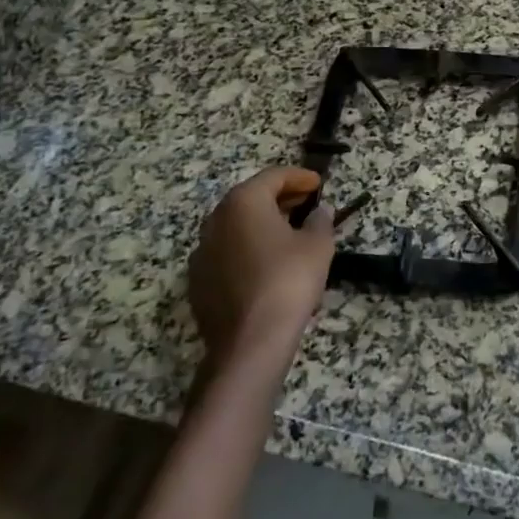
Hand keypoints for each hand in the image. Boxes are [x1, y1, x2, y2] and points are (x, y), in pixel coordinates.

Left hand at [189, 166, 334, 362]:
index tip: (318, 184)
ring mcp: (202, 253)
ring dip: (262, 224)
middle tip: (306, 205)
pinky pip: (227, 253)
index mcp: (243, 203)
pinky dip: (248, 249)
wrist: (250, 342)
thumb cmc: (288, 280)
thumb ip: (320, 221)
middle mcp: (216, 220)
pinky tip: (267, 264)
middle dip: (280, 199)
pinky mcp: (198, 282)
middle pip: (250, 198)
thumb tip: (320, 211)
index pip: (273, 176)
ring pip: (236, 226)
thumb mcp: (317, 245)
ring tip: (289, 234)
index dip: (299, 177)